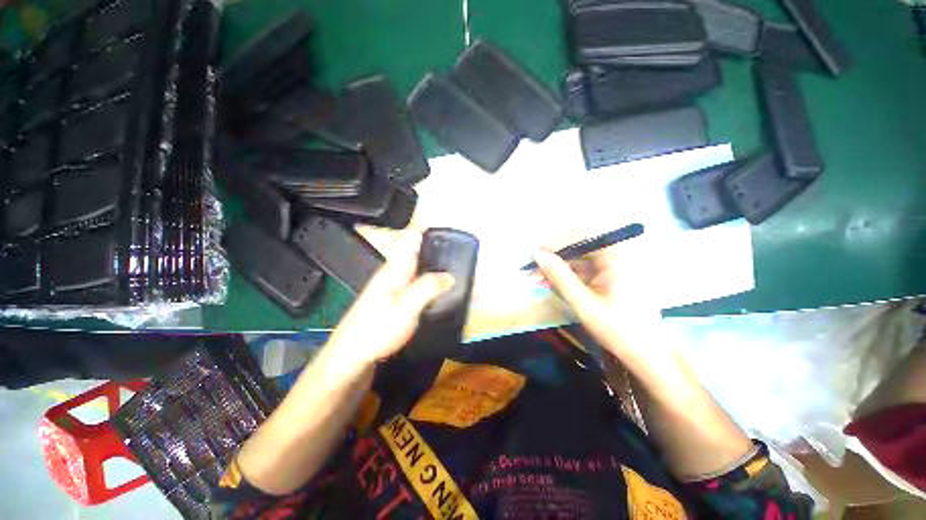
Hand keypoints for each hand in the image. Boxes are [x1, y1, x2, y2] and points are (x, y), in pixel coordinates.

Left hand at [326, 231, 454, 366]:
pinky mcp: (396, 298)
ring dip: (437, 264)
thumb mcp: (406, 308)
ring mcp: (395, 285)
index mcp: (396, 267)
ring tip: (459, 268)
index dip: (429, 228)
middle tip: (463, 251)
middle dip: (439, 248)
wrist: (352, 354)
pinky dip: (432, 280)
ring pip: (419, 267)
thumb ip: (428, 288)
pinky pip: (418, 281)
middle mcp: (395, 271)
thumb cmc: (377, 329)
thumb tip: (450, 275)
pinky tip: (442, 288)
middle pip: (418, 251)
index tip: (449, 227)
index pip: (411, 238)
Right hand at [533, 236, 661, 356]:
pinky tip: (551, 283)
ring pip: (579, 259)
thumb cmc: (618, 329)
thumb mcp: (583, 302)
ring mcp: (615, 266)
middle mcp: (618, 255)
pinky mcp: (611, 276)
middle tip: (531, 270)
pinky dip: (567, 276)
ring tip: (536, 278)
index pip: (581, 236)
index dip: (555, 242)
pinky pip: (584, 269)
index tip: (535, 255)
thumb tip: (537, 254)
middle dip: (553, 258)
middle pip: (579, 247)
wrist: (647, 355)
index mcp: (617, 256)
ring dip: (557, 268)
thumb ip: (559, 275)